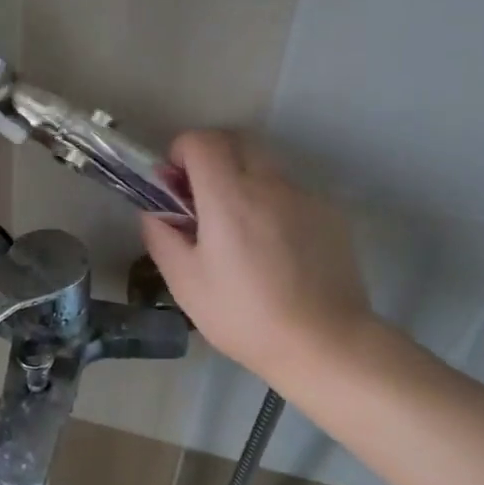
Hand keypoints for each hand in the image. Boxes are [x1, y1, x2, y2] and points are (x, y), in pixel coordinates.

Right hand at [140, 130, 380, 390]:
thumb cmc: (245, 316)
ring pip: (264, 164)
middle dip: (211, 156)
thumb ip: (161, 236)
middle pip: (235, 140)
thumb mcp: (185, 283)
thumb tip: (154, 210)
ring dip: (242, 178)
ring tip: (239, 227)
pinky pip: (290, 190)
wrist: (326, 344)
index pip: (201, 140)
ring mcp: (304, 195)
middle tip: (202, 199)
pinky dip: (271, 201)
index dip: (181, 152)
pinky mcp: (329, 213)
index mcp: (228, 196)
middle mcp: (268, 183)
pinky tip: (275, 247)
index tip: (176, 185)